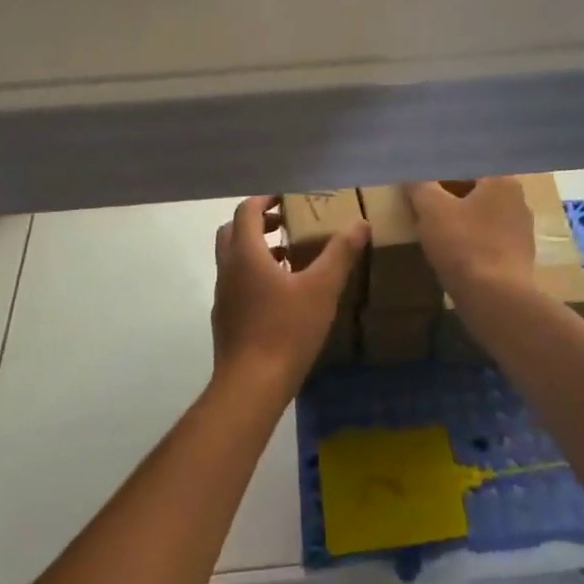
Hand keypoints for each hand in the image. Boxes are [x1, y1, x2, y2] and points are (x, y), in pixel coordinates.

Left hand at [211, 196, 367, 397]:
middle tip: (285, 222)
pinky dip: (254, 274)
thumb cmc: (286, 330)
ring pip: (233, 259)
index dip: (264, 199)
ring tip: (290, 256)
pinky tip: (282, 294)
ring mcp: (223, 296)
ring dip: (256, 249)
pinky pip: (237, 283)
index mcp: (245, 254)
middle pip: (232, 231)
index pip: (246, 211)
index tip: (285, 197)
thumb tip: (360, 223)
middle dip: (257, 222)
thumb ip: (340, 253)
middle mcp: (228, 269)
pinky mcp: (226, 319)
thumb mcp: (321, 289)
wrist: (251, 385)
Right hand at [404, 178, 533, 300]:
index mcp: (502, 181)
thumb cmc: (464, 245)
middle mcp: (518, 200)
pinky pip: (487, 240)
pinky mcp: (519, 258)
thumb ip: (420, 185)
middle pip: (474, 191)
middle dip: (447, 198)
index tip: (419, 186)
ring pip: (480, 217)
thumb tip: (411, 173)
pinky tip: (452, 254)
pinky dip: (469, 242)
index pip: (465, 167)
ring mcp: (522, 231)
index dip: (438, 174)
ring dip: (458, 221)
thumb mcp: (431, 209)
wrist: (496, 300)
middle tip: (421, 207)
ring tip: (432, 232)